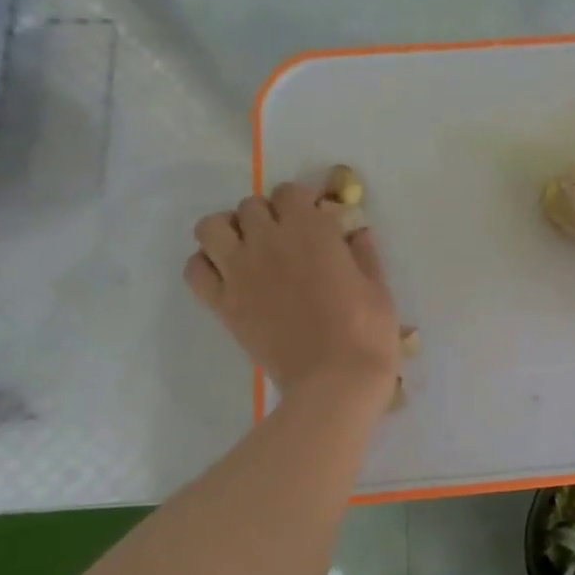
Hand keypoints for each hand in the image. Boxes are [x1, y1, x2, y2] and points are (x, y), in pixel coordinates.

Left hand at [185, 184, 400, 407]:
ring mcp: (239, 272)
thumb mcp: (378, 288)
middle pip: (252, 205)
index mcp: (311, 231)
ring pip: (212, 227)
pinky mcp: (223, 304)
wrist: (335, 382)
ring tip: (249, 248)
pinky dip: (207, 265)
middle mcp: (268, 241)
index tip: (318, 216)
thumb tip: (357, 233)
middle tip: (287, 237)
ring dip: (229, 230)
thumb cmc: (367, 332)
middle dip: (270, 214)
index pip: (292, 192)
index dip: (304, 200)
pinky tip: (229, 276)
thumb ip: (364, 255)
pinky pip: (196, 269)